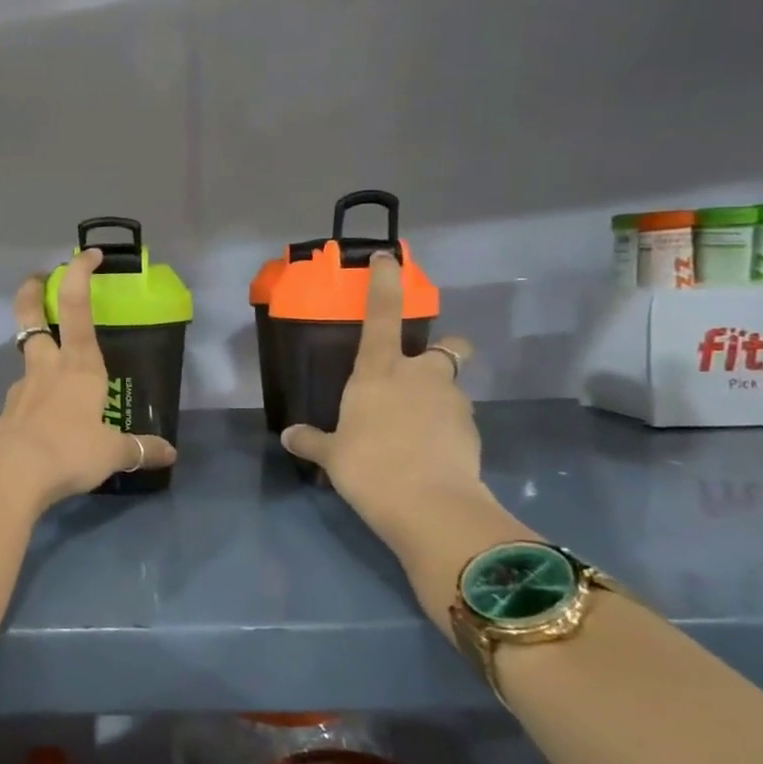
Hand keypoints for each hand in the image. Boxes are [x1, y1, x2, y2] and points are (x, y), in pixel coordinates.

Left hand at [0, 248, 176, 510]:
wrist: (11, 474)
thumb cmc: (70, 450)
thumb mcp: (113, 452)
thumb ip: (140, 449)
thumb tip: (170, 454)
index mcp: (79, 366)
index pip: (78, 308)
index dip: (80, 276)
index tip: (86, 255)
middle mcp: (47, 367)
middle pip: (32, 317)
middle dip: (33, 293)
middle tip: (36, 279)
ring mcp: (22, 388)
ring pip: (26, 355)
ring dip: (36, 348)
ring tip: (53, 367)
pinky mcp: (6, 413)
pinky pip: (23, 396)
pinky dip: (33, 397)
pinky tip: (43, 420)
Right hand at [280, 254, 485, 537]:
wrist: (428, 505)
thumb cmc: (368, 466)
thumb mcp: (332, 455)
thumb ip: (312, 440)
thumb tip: (289, 436)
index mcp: (379, 371)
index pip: (382, 314)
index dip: (385, 283)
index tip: (388, 259)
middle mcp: (421, 375)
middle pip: (448, 348)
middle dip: (443, 352)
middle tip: (423, 375)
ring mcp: (452, 401)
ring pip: (453, 386)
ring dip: (440, 399)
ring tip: (418, 431)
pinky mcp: (473, 430)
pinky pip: (458, 420)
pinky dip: (447, 430)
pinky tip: (430, 454)